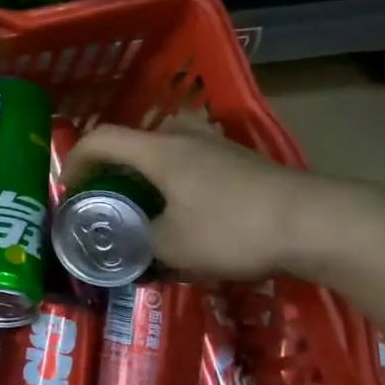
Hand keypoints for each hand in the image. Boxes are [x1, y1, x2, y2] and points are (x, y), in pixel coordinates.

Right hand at [63, 113, 334, 280]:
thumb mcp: (172, 247)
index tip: (69, 191)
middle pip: (131, 145)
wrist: (315, 222)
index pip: (100, 139)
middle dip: (109, 173)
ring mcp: (215, 147)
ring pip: (163, 156)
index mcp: (158, 151)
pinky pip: (190, 166)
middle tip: (104, 205)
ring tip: (143, 214)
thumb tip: (126, 244)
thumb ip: (137, 242)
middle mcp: (183, 138)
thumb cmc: (232, 228)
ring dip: (144, 180)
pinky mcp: (240, 162)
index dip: (75, 160)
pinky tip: (186, 219)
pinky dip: (173, 185)